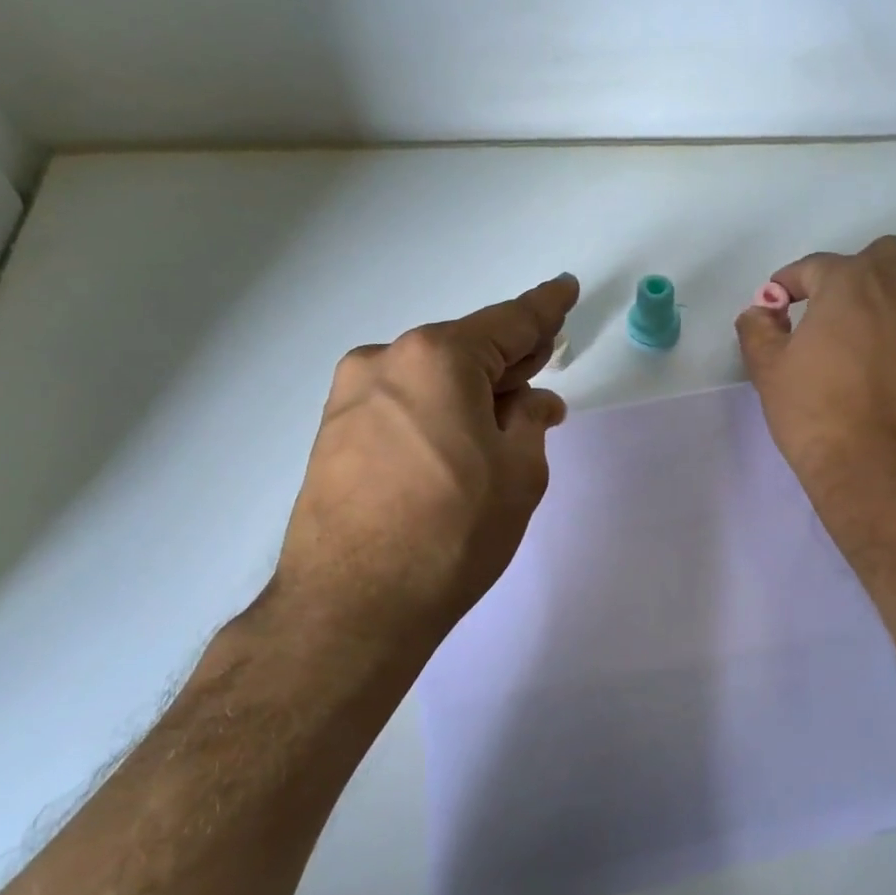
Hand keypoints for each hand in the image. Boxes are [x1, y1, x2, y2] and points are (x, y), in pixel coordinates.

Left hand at [269, 274, 578, 649]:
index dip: (544, 309)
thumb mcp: (519, 473)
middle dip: (506, 360)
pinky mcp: (331, 434)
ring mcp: (350, 398)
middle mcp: (385, 361)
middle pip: (463, 349)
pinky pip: (400, 406)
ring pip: (428, 379)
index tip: (564, 289)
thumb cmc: (453, 531)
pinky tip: (454, 443)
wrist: (353, 605)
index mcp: (437, 358)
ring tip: (500, 422)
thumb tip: (532, 402)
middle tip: (541, 368)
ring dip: (469, 392)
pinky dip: (435, 412)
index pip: (508, 323)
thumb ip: (530, 420)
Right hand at [736, 237, 895, 508]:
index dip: (787, 284)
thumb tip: (761, 312)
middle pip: (881, 257)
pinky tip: (883, 379)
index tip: (774, 308)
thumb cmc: (818, 415)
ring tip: (855, 350)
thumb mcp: (769, 371)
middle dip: (851, 275)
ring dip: (881, 307)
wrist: (886, 474)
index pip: (815, 266)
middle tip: (827, 313)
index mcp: (853, 284)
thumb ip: (758, 330)